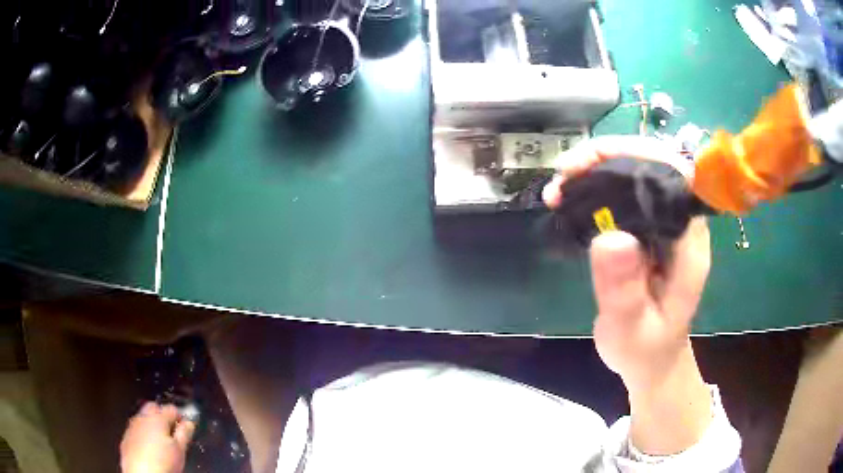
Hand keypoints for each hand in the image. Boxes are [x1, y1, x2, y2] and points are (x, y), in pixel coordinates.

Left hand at [120, 403, 195, 472]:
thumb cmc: (163, 463)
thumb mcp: (180, 451)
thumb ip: (184, 434)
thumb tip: (189, 423)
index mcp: (157, 418)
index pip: (171, 409)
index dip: (180, 416)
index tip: (185, 425)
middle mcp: (142, 417)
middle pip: (154, 407)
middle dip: (163, 415)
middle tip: (172, 431)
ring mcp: (132, 426)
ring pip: (143, 418)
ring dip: (152, 424)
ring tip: (161, 441)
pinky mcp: (126, 437)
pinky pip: (136, 429)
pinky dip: (143, 433)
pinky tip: (150, 448)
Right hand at [544, 136, 712, 453]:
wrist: (651, 361)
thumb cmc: (645, 351)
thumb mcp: (632, 330)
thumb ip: (624, 291)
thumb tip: (609, 237)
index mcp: (689, 241)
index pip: (675, 173)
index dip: (639, 155)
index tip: (595, 162)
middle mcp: (679, 223)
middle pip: (650, 165)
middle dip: (607, 159)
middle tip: (564, 175)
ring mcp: (661, 224)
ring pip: (633, 176)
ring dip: (594, 172)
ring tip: (558, 189)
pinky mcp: (643, 231)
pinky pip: (620, 197)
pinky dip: (592, 191)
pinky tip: (567, 201)